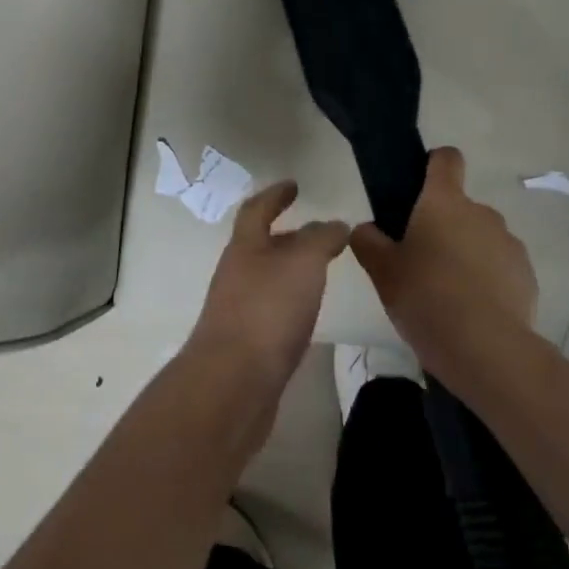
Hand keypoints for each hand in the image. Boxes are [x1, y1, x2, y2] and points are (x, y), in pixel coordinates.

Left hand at [185, 181, 347, 400]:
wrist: (234, 383)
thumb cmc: (268, 311)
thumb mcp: (303, 263)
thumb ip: (321, 239)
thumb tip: (335, 225)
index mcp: (245, 248)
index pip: (257, 210)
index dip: (275, 195)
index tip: (293, 185)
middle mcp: (236, 274)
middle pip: (260, 246)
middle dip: (287, 236)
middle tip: (319, 234)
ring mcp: (238, 310)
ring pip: (267, 279)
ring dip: (290, 271)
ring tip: (321, 273)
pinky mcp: (246, 344)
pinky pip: (271, 311)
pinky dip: (290, 303)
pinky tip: (308, 315)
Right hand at [350, 147, 539, 361]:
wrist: (486, 349)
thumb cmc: (426, 298)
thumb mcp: (382, 271)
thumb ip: (369, 241)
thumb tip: (368, 228)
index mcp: (444, 202)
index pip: (446, 159)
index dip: (432, 164)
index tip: (418, 188)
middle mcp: (481, 212)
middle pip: (459, 206)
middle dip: (442, 226)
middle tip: (420, 262)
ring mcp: (509, 243)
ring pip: (480, 237)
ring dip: (465, 253)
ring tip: (447, 293)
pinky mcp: (527, 274)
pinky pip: (500, 266)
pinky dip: (487, 279)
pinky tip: (472, 310)